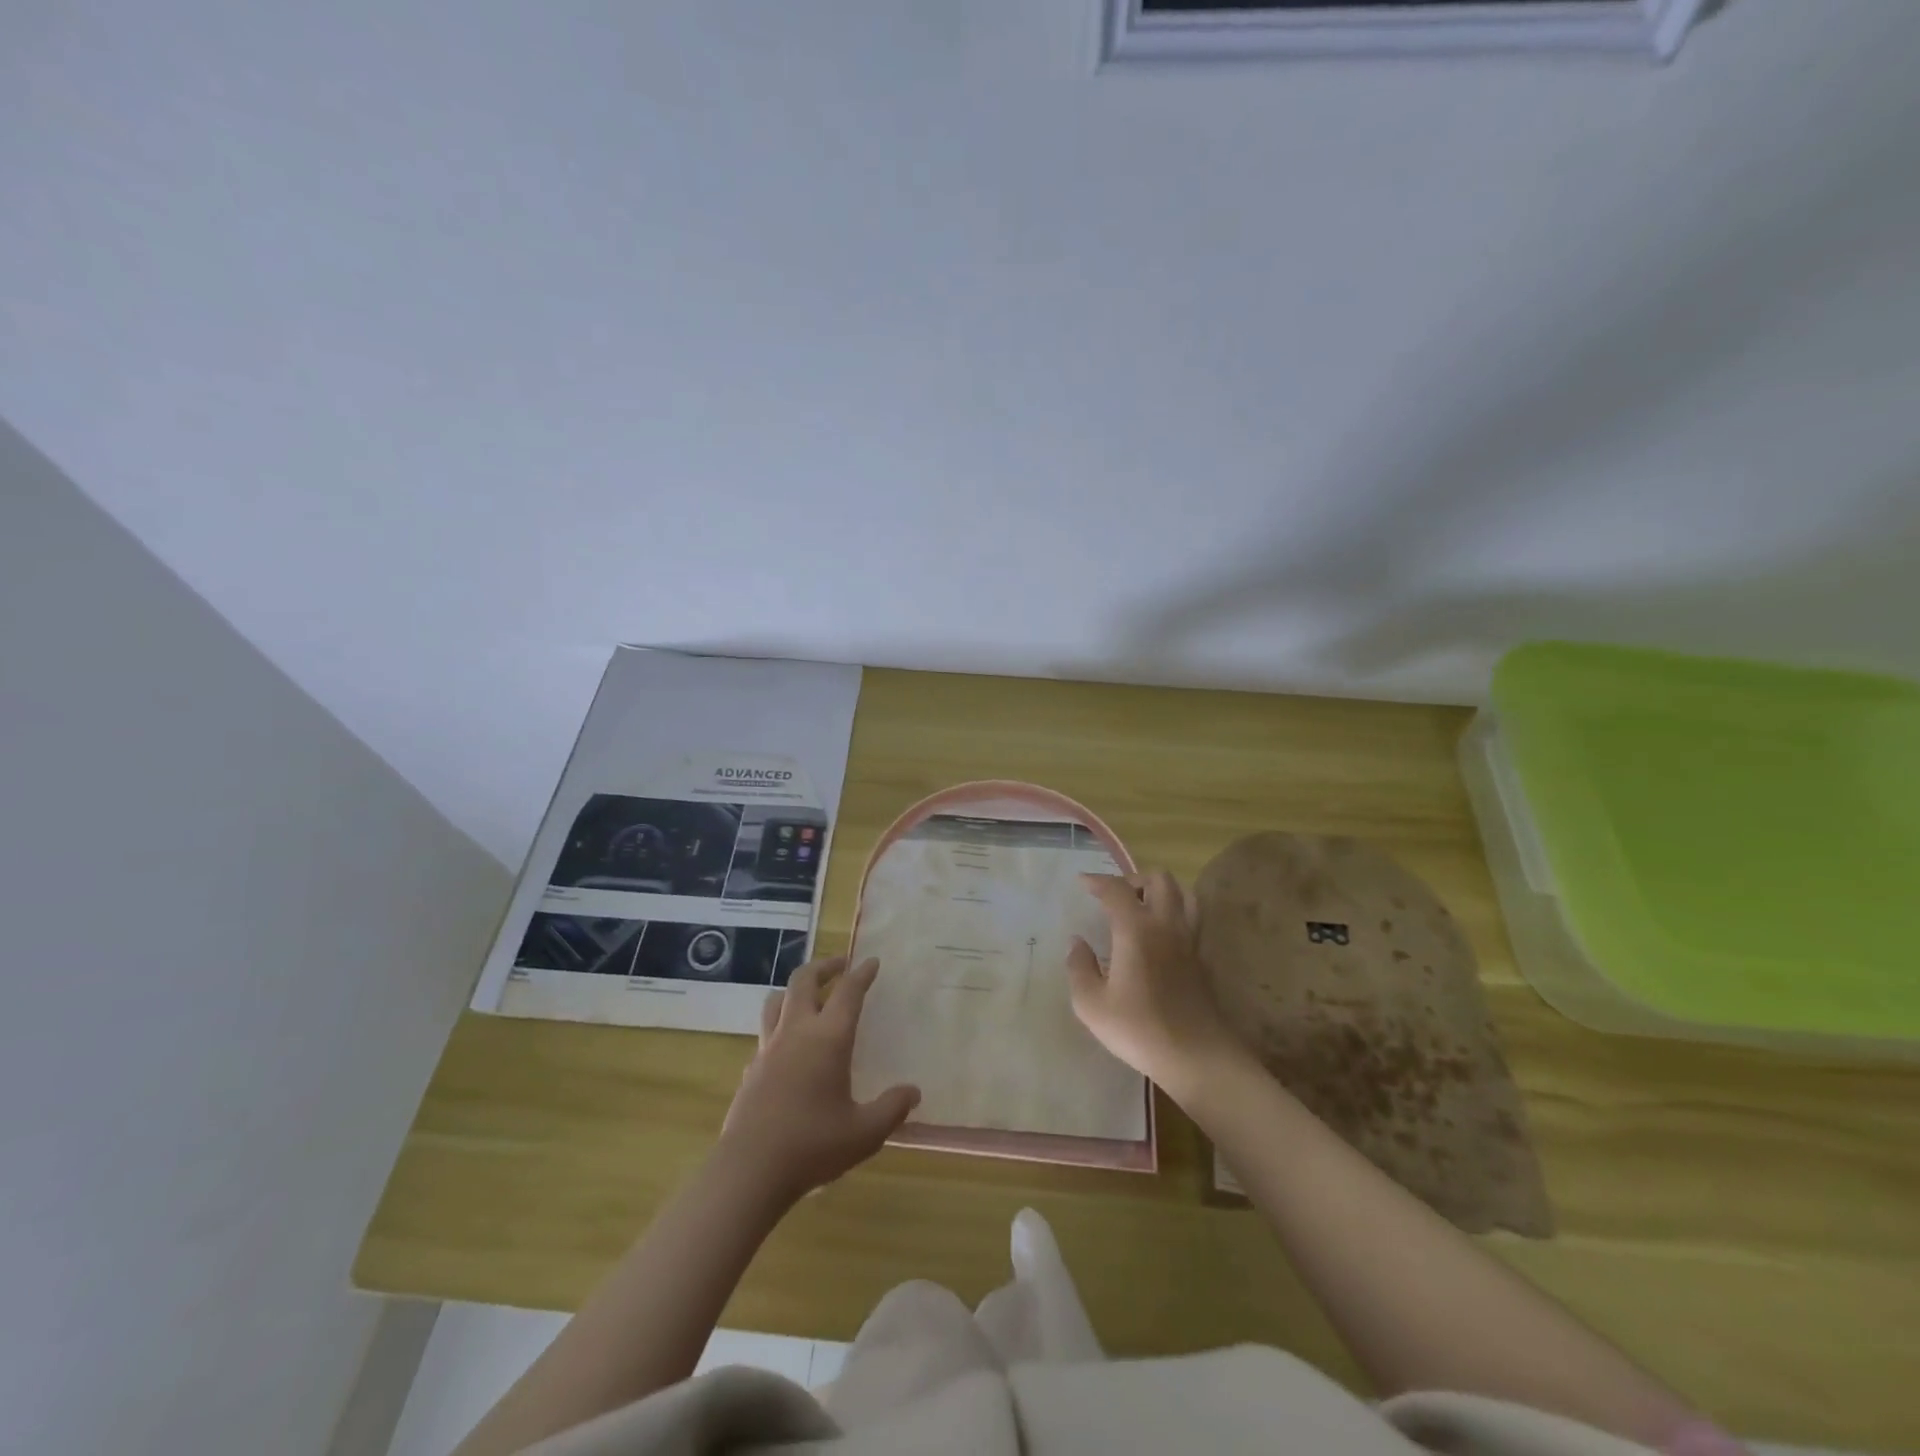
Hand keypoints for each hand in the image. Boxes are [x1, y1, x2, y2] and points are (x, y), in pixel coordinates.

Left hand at [718, 955, 919, 1202]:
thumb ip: (892, 1108)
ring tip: (810, 995)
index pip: (848, 992)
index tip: (872, 962)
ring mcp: (768, 1048)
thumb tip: (913, 1092)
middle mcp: (796, 1032)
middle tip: (841, 965)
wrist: (749, 1170)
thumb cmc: (812, 1145)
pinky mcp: (751, 1069)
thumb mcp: (864, 1132)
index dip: (862, 974)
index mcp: (828, 1038)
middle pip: (804, 980)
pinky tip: (788, 1046)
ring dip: (795, 989)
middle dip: (824, 966)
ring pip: (777, 1000)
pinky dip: (779, 1025)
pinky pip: (765, 1033)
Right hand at [1066, 871, 1243, 1100]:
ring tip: (1142, 907)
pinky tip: (1160, 936)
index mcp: (1136, 929)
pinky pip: (1192, 919)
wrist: (1197, 1057)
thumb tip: (1077, 943)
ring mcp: (1189, 940)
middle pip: (1159, 879)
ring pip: (1183, 894)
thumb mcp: (1092, 1005)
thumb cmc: (1139, 1029)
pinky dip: (1175, 913)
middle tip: (1115, 896)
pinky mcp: (1202, 959)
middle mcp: (1166, 925)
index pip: (1116, 889)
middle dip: (1134, 879)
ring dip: (1161, 891)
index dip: (1097, 881)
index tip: (1083, 882)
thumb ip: (1079, 967)